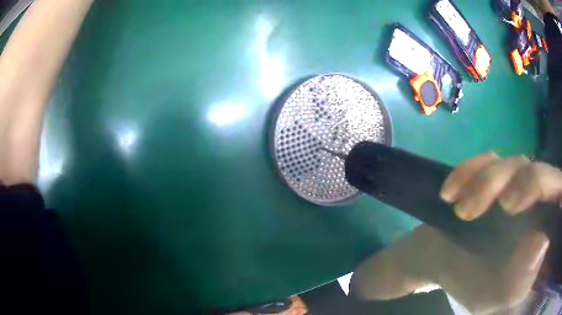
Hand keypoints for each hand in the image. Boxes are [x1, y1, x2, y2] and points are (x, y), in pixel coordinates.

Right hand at [435, 152, 561, 312]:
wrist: (442, 267)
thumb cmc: (476, 286)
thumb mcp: (500, 295)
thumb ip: (522, 279)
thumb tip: (541, 240)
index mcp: (542, 230)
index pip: (560, 194)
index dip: (554, 189)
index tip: (527, 204)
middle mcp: (535, 201)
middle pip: (539, 171)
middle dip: (523, 183)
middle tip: (501, 206)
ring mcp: (514, 183)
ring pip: (513, 163)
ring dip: (486, 182)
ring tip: (461, 212)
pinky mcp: (491, 174)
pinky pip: (485, 159)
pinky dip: (467, 171)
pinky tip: (449, 194)